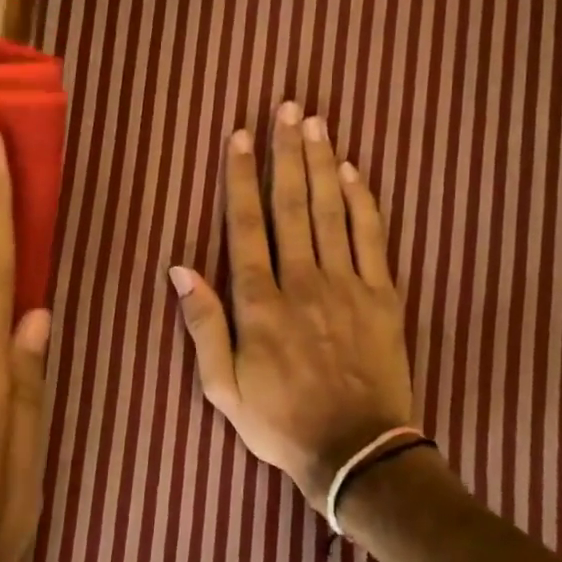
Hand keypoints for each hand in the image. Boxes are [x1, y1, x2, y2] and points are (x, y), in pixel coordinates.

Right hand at [168, 102, 414, 510]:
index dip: (241, 177)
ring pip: (331, 211)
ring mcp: (346, 285)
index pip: (246, 225)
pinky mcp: (382, 296)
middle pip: (291, 204)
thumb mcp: (223, 387)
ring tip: (315, 123)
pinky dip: (363, 202)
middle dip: (285, 152)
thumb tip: (179, 269)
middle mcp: (302, 281)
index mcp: (260, 303)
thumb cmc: (281, 422)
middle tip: (286, 108)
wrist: (357, 453)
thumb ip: (203, 325)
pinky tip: (354, 171)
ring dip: (321, 163)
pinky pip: (372, 238)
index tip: (240, 136)